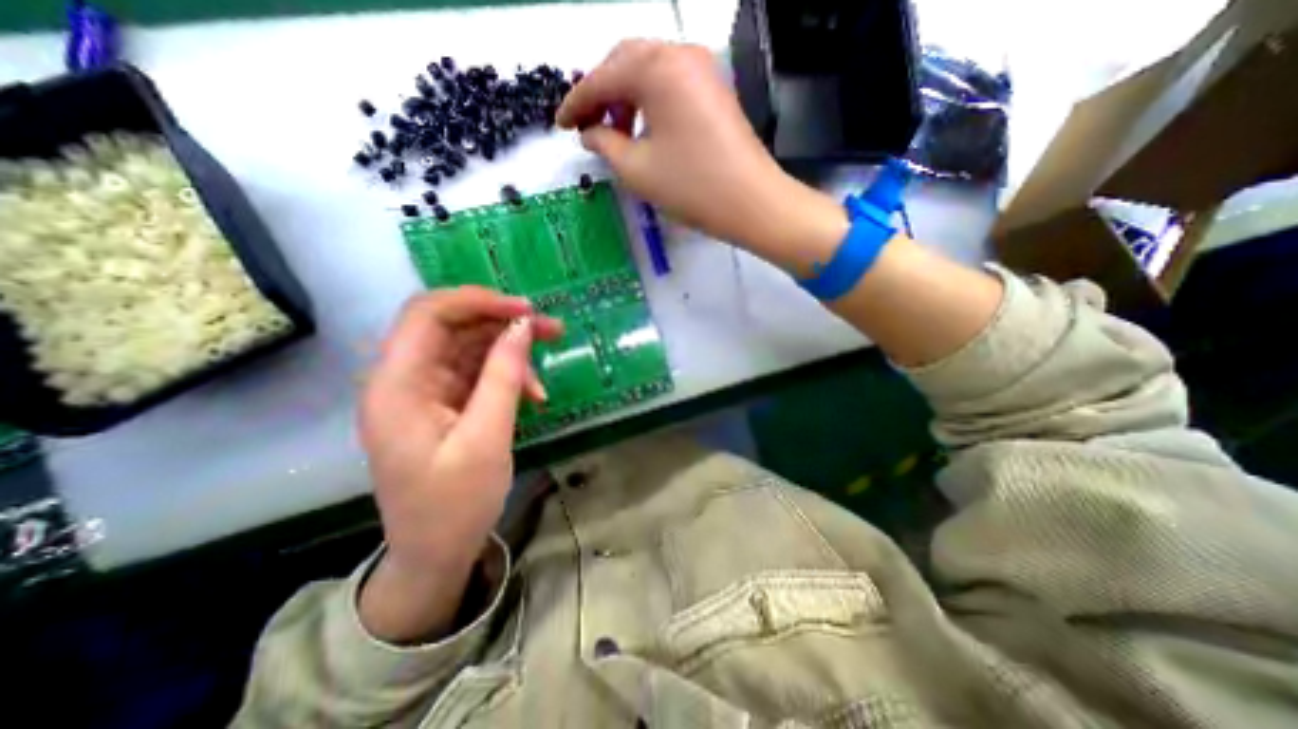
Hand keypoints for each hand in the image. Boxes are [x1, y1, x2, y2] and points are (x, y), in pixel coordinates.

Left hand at [357, 289, 561, 640]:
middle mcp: (404, 380)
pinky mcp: (443, 404)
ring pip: (469, 349)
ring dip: (511, 354)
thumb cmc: (455, 504)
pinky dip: (507, 378)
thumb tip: (523, 327)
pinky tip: (533, 397)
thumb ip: (503, 376)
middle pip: (453, 327)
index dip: (478, 301)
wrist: (436, 555)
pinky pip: (477, 374)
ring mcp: (424, 393)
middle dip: (503, 323)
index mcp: (397, 385)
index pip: (429, 314)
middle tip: (552, 330)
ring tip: (544, 378)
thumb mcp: (486, 438)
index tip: (526, 310)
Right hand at [560, 37, 852, 269]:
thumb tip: (590, 132)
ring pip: (648, 71)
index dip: (576, 103)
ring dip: (625, 97)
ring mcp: (701, 69)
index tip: (560, 125)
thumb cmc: (691, 187)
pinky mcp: (713, 88)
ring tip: (614, 133)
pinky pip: (670, 84)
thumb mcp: (637, 169)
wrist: (751, 202)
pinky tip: (643, 130)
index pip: (602, 77)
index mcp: (656, 68)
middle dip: (601, 93)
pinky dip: (649, 101)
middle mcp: (679, 54)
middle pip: (625, 62)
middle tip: (586, 126)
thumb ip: (604, 144)